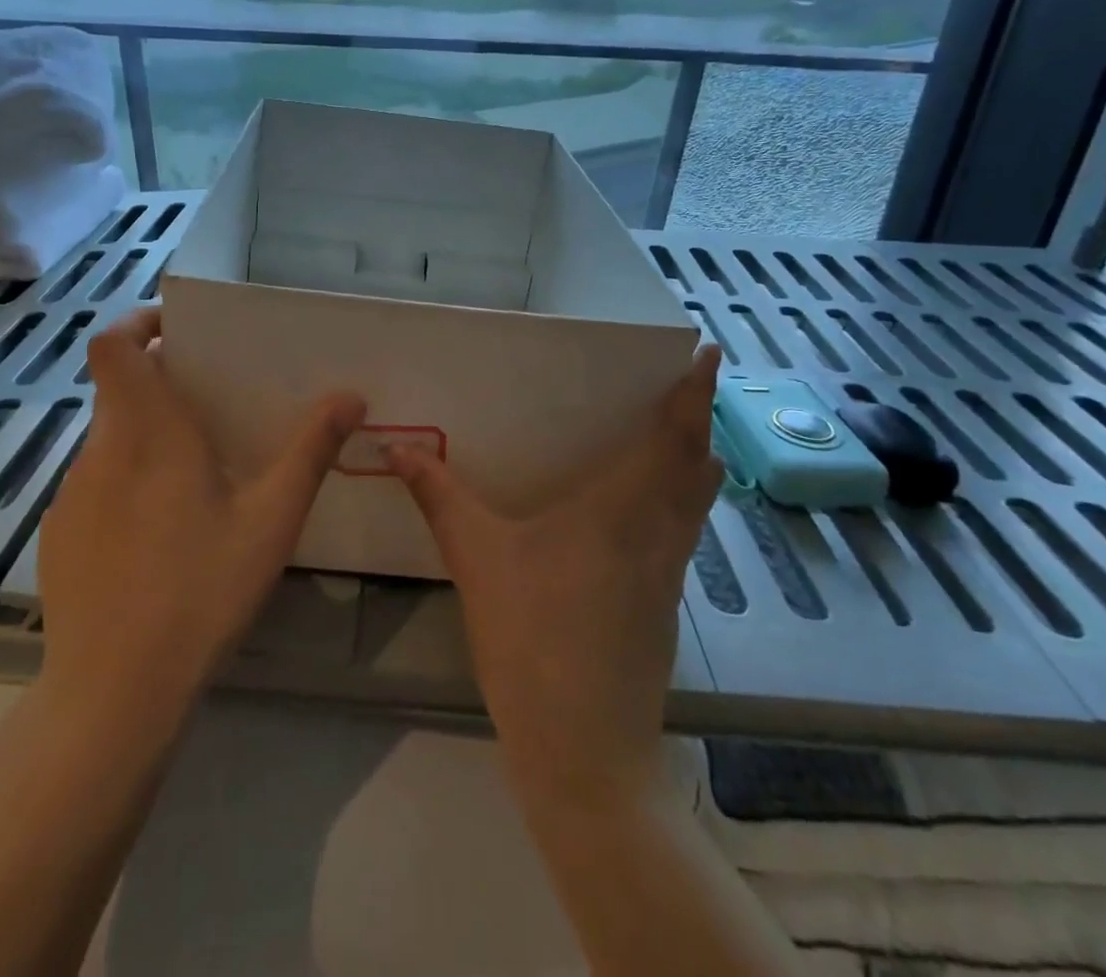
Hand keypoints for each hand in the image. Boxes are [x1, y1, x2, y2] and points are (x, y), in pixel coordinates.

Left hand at [35, 307, 363, 724]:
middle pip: (119, 389)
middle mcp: (101, 451)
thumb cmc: (200, 591)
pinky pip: (96, 484)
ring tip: (196, 479)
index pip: (113, 346)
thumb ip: (310, 451)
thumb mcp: (271, 520)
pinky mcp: (59, 535)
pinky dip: (127, 483)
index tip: (178, 331)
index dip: (137, 324)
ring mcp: (72, 495)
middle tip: (213, 407)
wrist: (114, 692)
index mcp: (148, 432)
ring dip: (147, 438)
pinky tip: (159, 536)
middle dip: (161, 385)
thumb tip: (350, 396)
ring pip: (110, 439)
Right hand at [385, 344, 724, 804]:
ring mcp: (668, 575)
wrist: (583, 751)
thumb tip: (397, 447)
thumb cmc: (531, 638)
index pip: (673, 439)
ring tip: (675, 437)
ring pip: (696, 503)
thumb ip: (438, 496)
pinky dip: (680, 502)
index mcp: (621, 511)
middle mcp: (657, 534)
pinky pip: (683, 533)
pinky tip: (644, 512)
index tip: (708, 354)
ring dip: (693, 463)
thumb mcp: (476, 559)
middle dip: (696, 421)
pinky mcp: (665, 607)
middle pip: (696, 466)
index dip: (694, 394)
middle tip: (682, 388)